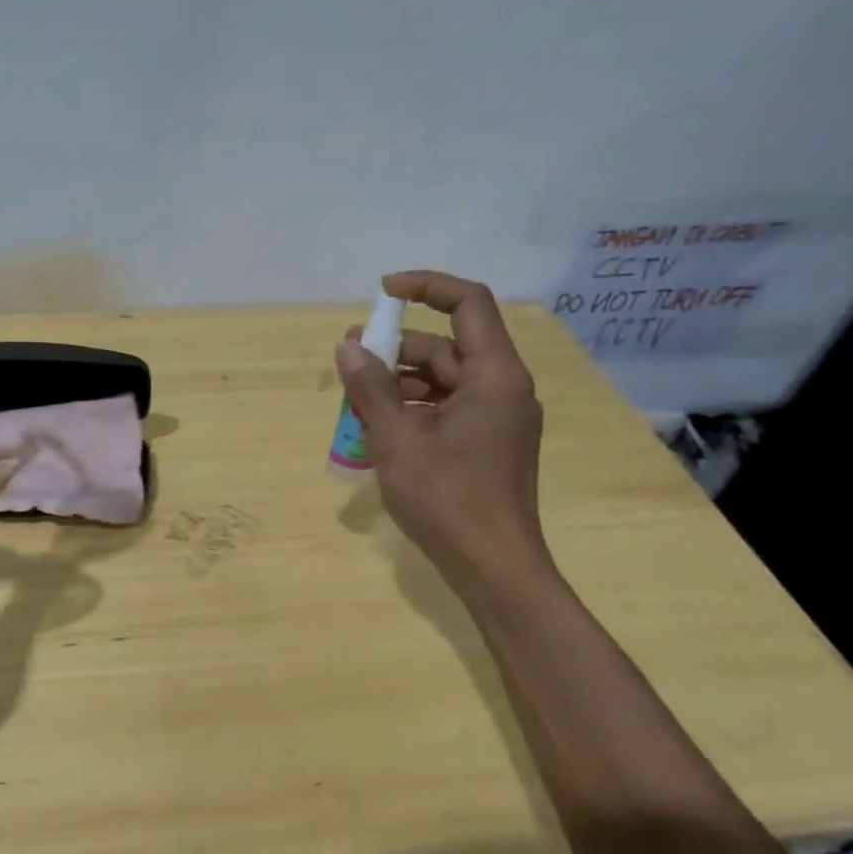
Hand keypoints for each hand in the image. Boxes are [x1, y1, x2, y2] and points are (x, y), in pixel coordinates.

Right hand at [335, 271, 551, 581]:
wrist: (492, 567)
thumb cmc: (447, 498)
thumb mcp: (397, 439)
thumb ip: (371, 387)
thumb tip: (349, 347)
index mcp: (494, 376)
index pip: (469, 303)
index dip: (427, 286)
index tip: (383, 292)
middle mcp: (503, 388)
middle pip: (448, 345)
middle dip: (398, 347)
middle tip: (351, 357)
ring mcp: (497, 418)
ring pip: (444, 379)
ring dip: (400, 381)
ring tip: (356, 397)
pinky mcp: (487, 443)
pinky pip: (448, 408)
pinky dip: (414, 408)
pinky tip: (379, 426)